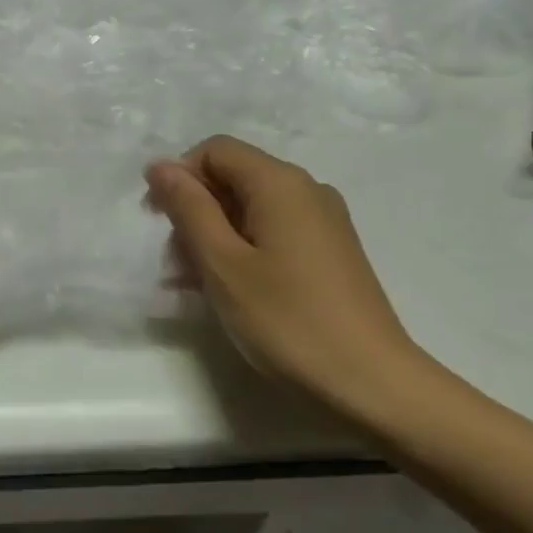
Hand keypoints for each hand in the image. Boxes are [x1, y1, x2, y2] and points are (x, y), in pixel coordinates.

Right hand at [146, 136, 425, 420]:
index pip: (215, 150)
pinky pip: (275, 231)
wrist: (373, 383)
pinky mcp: (331, 251)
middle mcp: (306, 189)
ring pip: (252, 208)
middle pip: (235, 177)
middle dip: (196, 210)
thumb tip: (161, 165)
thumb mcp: (223, 263)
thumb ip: (189, 208)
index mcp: (280, 182)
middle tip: (175, 263)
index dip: (180, 176)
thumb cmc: (287, 319)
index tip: (159, 222)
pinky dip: (244, 249)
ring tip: (195, 284)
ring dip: (215, 235)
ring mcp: (324, 221)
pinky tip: (230, 290)